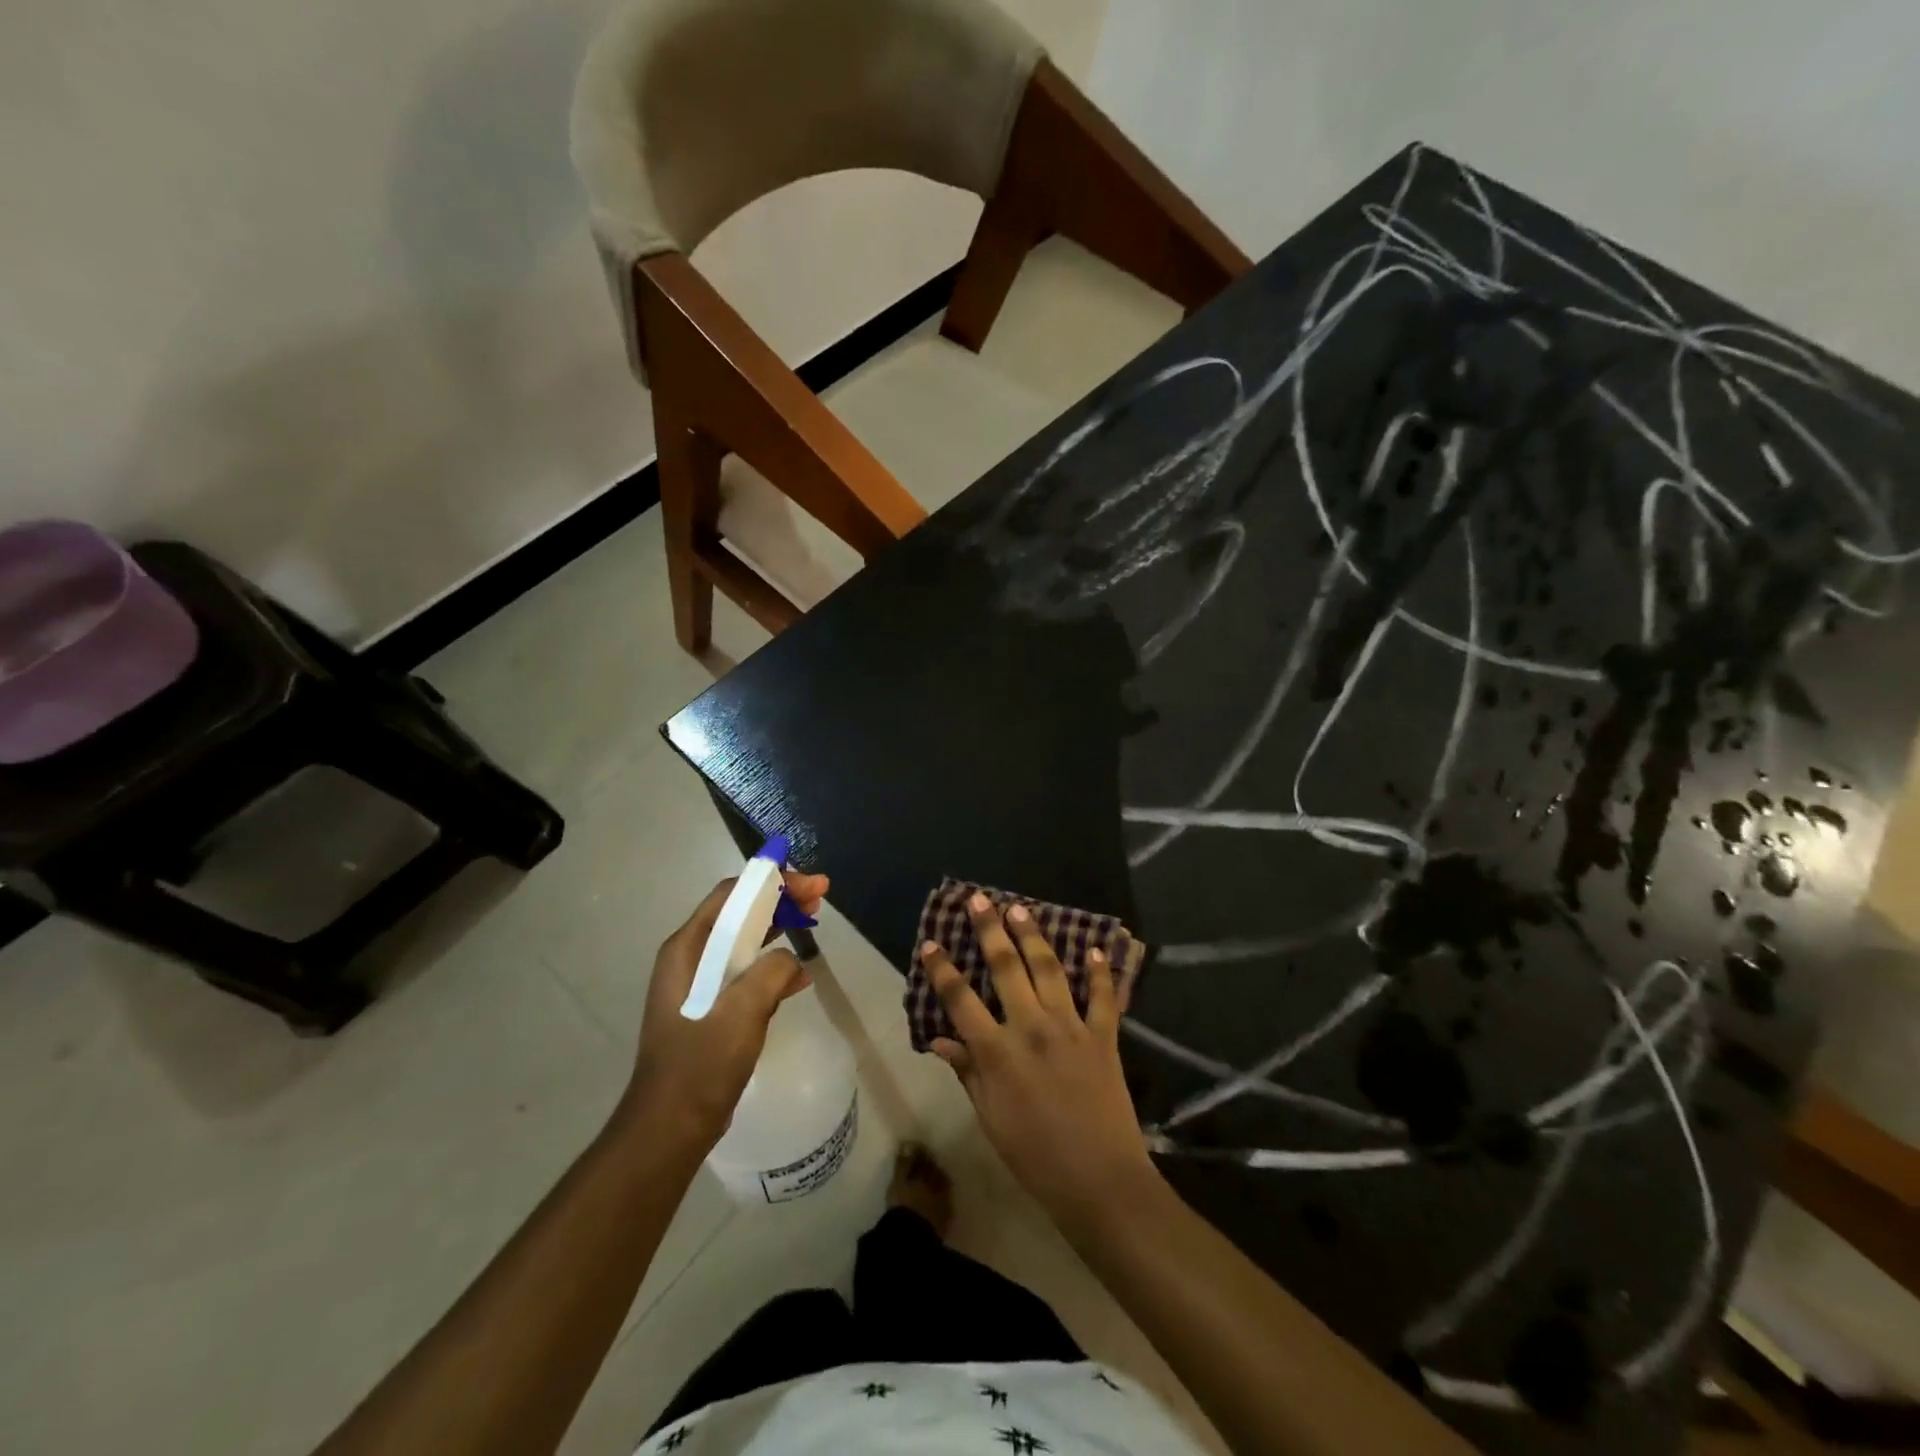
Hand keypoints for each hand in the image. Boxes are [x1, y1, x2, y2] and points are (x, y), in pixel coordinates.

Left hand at [621, 870, 829, 1148]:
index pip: (731, 895)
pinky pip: (745, 972)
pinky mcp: (711, 1008)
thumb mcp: (741, 1012)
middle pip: (739, 913)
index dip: (772, 882)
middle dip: (780, 900)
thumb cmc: (700, 1065)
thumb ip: (770, 972)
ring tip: (814, 923)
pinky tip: (800, 977)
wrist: (670, 1128)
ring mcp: (698, 984)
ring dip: (779, 928)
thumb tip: (789, 959)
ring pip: (744, 941)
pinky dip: (773, 965)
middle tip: (820, 898)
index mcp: (687, 949)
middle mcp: (689, 958)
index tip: (810, 886)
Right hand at [922, 893, 1156, 1226]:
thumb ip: (967, 1072)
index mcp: (997, 1052)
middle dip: (990, 930)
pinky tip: (1094, 949)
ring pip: (1049, 970)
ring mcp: (1071, 1028)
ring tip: (1021, 909)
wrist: (1099, 1182)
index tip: (932, 943)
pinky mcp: (1104, 1037)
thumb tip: (939, 1039)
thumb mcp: (989, 1119)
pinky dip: (1099, 972)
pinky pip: (1103, 997)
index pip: (960, 1000)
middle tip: (980, 900)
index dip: (943, 969)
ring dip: (1033, 936)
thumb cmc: (1035, 1157)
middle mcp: (1031, 1028)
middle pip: (1006, 968)